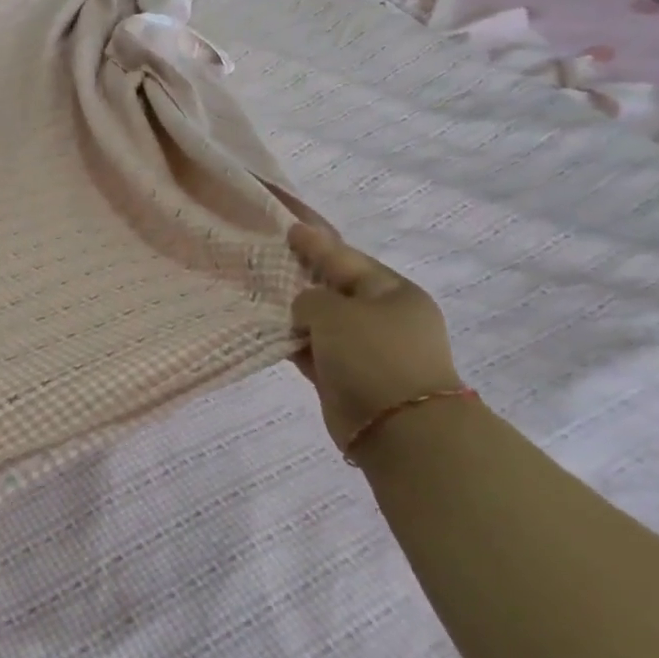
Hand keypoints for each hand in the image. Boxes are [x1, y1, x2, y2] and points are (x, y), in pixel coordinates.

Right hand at [287, 221, 464, 453]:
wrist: (398, 429)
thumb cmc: (373, 356)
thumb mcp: (336, 312)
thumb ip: (311, 299)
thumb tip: (304, 310)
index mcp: (392, 293)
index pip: (347, 259)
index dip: (317, 243)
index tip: (289, 227)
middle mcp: (382, 318)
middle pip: (336, 289)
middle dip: (304, 276)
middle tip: (270, 260)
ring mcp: (366, 350)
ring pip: (323, 322)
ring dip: (295, 312)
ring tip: (260, 294)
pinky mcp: (347, 378)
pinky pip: (314, 351)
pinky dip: (294, 342)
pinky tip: (268, 332)